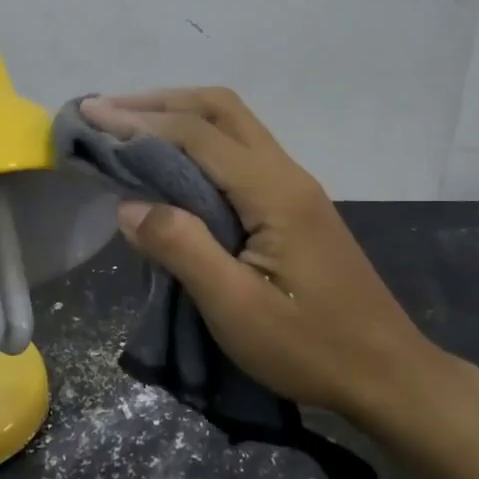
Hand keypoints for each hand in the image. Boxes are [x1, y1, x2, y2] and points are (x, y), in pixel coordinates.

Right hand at [81, 89, 474, 439]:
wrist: (388, 375)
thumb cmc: (311, 348)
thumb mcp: (237, 309)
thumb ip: (182, 248)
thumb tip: (129, 204)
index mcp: (273, 192)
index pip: (197, 134)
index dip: (139, 121)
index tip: (90, 116)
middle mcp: (285, 174)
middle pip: (220, 109)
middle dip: (159, 102)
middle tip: (106, 112)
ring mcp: (293, 188)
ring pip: (232, 125)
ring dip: (179, 116)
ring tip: (128, 127)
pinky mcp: (292, 206)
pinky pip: (237, 153)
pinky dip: (196, 142)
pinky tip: (171, 164)